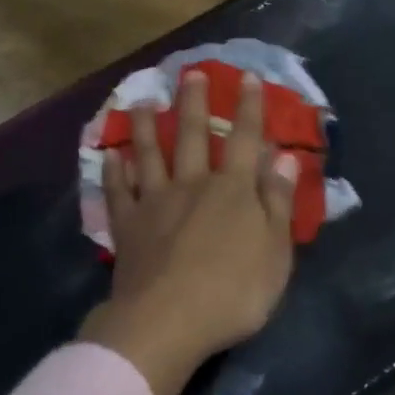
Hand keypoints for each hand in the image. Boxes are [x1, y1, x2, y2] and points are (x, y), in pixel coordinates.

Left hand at [78, 69, 299, 394]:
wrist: (168, 321)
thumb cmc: (233, 292)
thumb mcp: (275, 252)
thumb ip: (277, 202)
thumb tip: (283, 157)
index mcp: (232, 190)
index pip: (244, 139)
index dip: (248, 108)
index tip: (247, 76)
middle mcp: (192, 185)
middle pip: (192, 135)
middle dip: (193, 102)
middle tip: (190, 73)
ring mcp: (155, 202)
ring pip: (150, 154)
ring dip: (146, 127)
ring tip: (142, 101)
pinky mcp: (127, 226)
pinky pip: (119, 191)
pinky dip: (114, 171)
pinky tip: (111, 155)